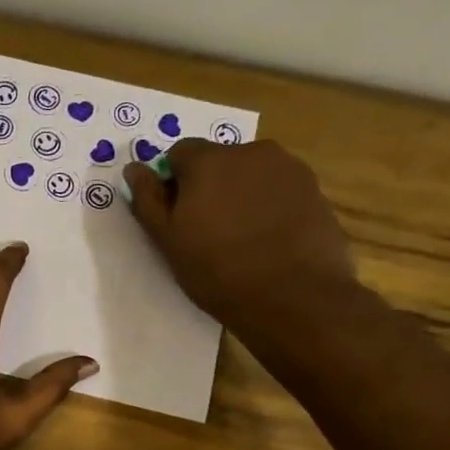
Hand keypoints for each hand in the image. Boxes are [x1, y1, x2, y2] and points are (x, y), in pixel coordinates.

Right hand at [124, 141, 357, 338]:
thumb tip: (134, 169)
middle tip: (206, 229)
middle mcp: (251, 152)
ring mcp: (289, 169)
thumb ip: (148, 200)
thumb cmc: (217, 270)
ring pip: (252, 174)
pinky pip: (279, 190)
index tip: (176, 214)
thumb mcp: (168, 240)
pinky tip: (268, 241)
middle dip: (209, 186)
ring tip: (241, 237)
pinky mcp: (315, 190)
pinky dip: (269, 206)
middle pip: (219, 160)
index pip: (179, 153)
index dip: (173, 182)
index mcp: (209, 161)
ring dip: (241, 195)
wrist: (294, 297)